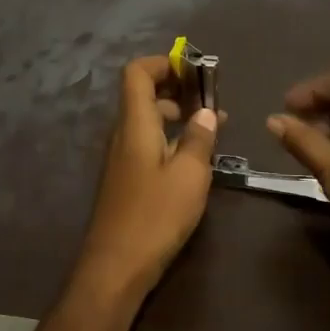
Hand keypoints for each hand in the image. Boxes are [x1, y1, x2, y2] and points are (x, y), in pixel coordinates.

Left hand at [77, 55, 220, 301]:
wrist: (115, 267)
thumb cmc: (155, 216)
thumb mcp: (189, 175)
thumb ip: (198, 139)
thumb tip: (206, 112)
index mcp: (135, 124)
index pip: (137, 73)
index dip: (163, 63)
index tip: (194, 70)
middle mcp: (123, 134)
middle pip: (144, 94)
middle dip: (178, 89)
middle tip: (213, 99)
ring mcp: (121, 157)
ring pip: (148, 121)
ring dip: (177, 116)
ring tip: (214, 126)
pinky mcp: (126, 179)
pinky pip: (147, 143)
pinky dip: (170, 139)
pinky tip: (196, 157)